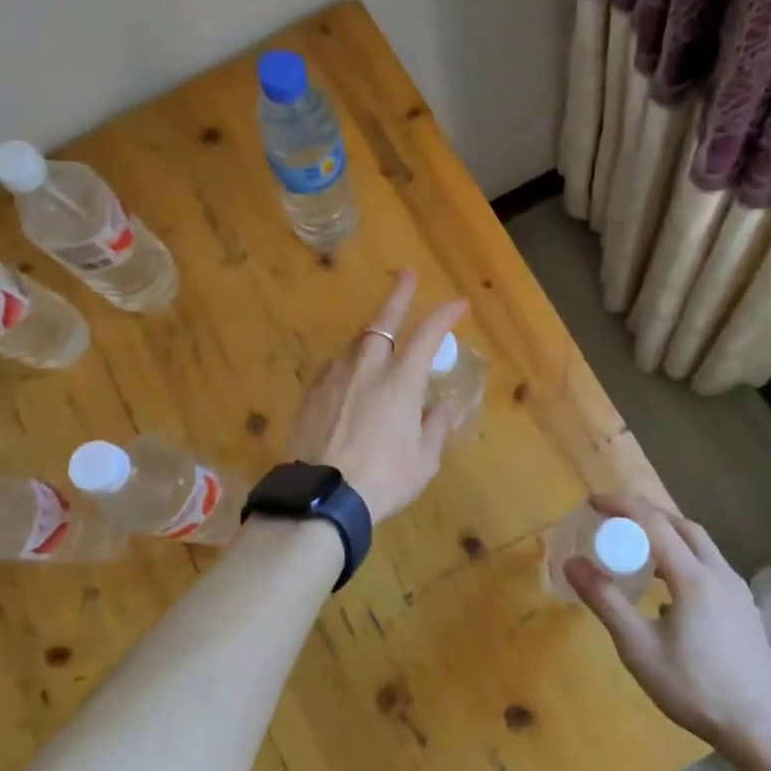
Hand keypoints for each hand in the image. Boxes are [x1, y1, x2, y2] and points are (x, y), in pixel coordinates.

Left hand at [287, 270, 469, 521]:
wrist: (322, 495)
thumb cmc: (384, 478)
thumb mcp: (424, 459)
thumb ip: (436, 426)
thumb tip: (445, 407)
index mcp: (401, 379)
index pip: (428, 333)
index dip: (445, 314)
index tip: (459, 303)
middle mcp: (367, 367)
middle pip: (384, 320)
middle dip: (399, 295)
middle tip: (408, 275)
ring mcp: (335, 377)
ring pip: (356, 344)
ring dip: (373, 336)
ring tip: (381, 340)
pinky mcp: (311, 394)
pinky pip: (335, 368)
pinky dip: (350, 365)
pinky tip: (351, 377)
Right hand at [565, 494, 770, 758]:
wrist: (760, 726)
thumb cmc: (694, 688)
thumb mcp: (639, 648)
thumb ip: (606, 601)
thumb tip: (573, 562)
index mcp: (693, 577)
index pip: (653, 523)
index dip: (622, 506)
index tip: (593, 502)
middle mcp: (719, 573)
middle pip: (682, 526)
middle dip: (647, 515)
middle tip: (615, 523)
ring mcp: (737, 590)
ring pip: (701, 545)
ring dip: (668, 536)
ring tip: (638, 551)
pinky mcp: (745, 607)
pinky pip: (710, 566)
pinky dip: (684, 558)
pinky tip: (669, 589)